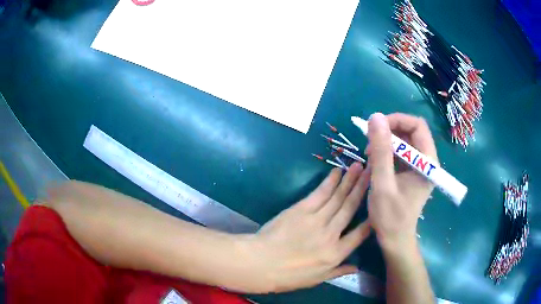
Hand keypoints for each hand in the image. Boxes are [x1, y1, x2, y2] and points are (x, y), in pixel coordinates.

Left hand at [247, 163, 370, 292]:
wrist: (261, 263)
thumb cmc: (288, 276)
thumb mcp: (317, 279)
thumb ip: (339, 272)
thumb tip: (357, 267)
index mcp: (336, 253)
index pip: (360, 234)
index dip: (372, 218)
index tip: (379, 203)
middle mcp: (331, 234)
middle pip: (351, 208)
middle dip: (363, 189)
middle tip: (373, 171)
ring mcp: (317, 220)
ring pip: (338, 198)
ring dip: (350, 181)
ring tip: (360, 166)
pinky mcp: (301, 210)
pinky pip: (320, 193)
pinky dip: (330, 182)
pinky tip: (338, 172)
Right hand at [365, 113, 437, 251]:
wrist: (395, 239)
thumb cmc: (391, 217)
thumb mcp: (383, 183)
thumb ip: (381, 151)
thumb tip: (375, 117)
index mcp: (428, 163)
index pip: (418, 126)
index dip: (397, 120)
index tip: (376, 127)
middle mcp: (427, 161)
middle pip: (411, 131)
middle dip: (389, 131)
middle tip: (370, 142)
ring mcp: (420, 166)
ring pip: (404, 140)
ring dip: (386, 142)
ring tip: (370, 154)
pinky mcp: (412, 171)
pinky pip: (400, 152)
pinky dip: (386, 152)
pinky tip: (375, 162)